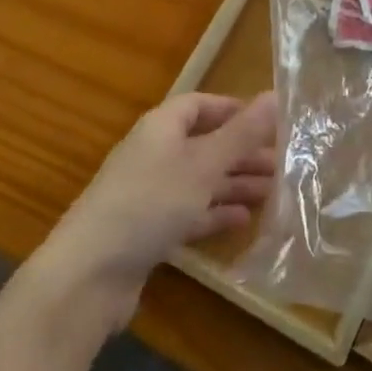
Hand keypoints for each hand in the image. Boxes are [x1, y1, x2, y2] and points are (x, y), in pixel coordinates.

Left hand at [32, 91, 277, 329]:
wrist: (88, 276)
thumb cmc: (150, 203)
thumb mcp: (204, 164)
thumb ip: (242, 133)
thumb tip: (276, 95)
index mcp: (161, 127)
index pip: (201, 105)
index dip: (234, 110)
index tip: (270, 122)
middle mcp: (154, 153)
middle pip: (204, 143)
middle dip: (242, 152)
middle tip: (283, 163)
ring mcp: (148, 194)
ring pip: (199, 179)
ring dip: (234, 183)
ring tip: (273, 192)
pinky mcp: (147, 231)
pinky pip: (188, 212)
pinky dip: (215, 212)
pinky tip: (243, 220)